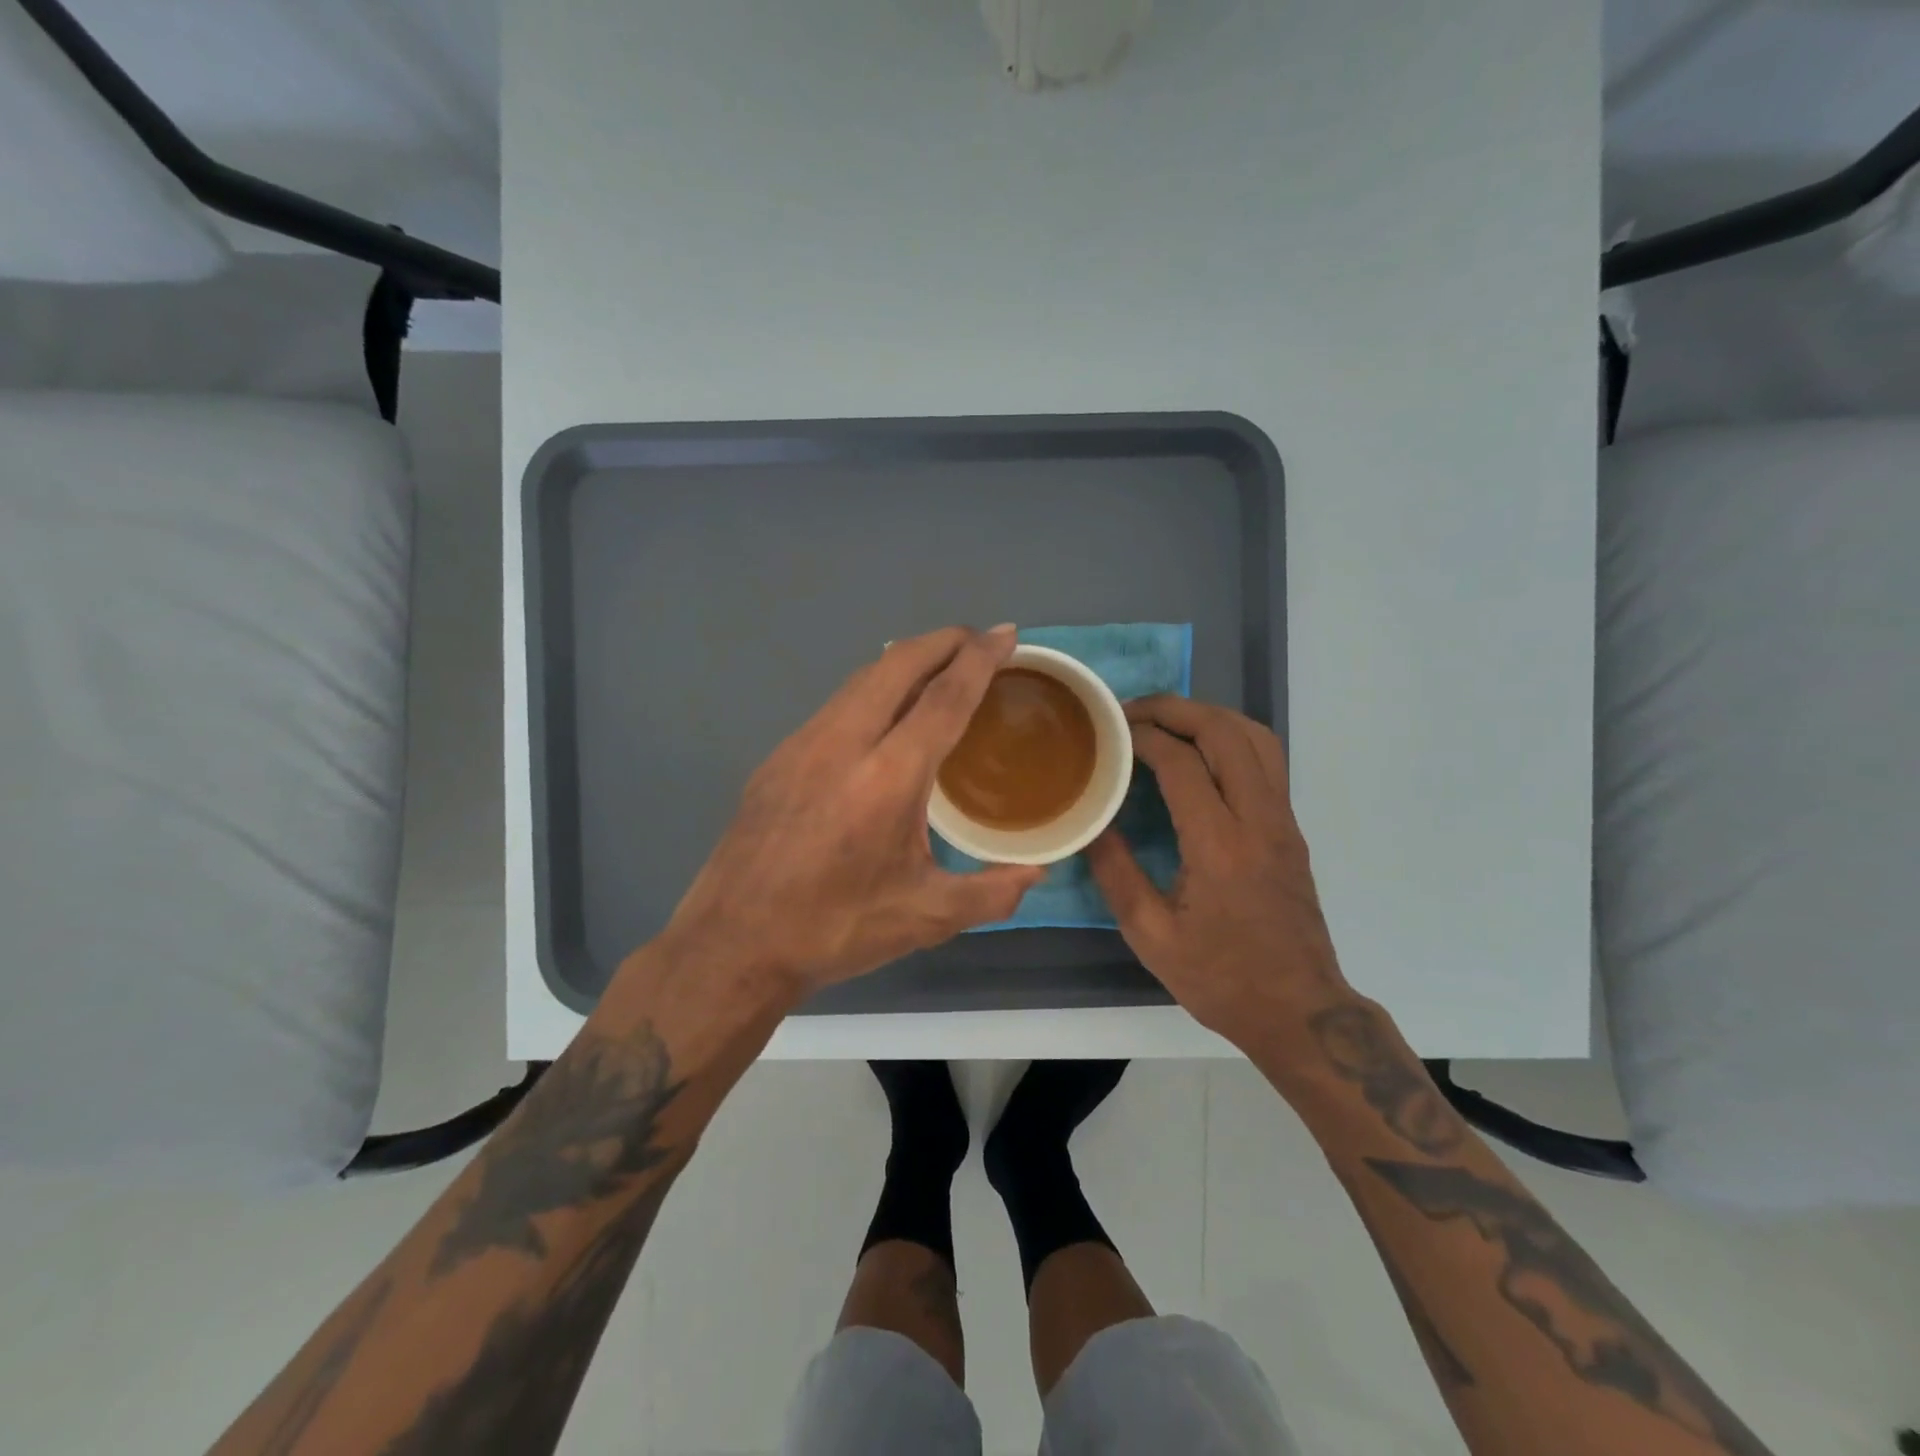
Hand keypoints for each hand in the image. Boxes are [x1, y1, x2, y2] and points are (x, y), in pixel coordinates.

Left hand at [657, 626, 1045, 999]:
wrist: (732, 943)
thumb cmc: (834, 929)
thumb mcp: (925, 918)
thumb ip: (992, 893)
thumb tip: (1036, 872)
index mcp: (888, 778)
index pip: (944, 698)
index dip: (979, 659)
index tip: (1005, 633)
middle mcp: (843, 744)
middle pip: (897, 665)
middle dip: (942, 641)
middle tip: (977, 639)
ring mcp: (803, 744)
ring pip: (861, 679)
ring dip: (904, 661)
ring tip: (937, 666)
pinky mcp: (778, 756)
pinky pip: (836, 703)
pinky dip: (872, 688)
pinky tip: (882, 713)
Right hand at [1086, 696, 1347, 1040]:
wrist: (1300, 1011)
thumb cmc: (1221, 979)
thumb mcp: (1150, 937)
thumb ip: (1116, 874)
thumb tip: (1091, 824)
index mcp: (1219, 845)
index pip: (1181, 761)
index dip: (1142, 736)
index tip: (1110, 733)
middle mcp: (1258, 820)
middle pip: (1225, 732)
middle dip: (1176, 709)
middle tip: (1132, 713)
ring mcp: (1282, 821)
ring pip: (1256, 737)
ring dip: (1209, 717)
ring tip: (1166, 721)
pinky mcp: (1290, 829)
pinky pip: (1266, 760)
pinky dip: (1230, 738)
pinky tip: (1200, 753)